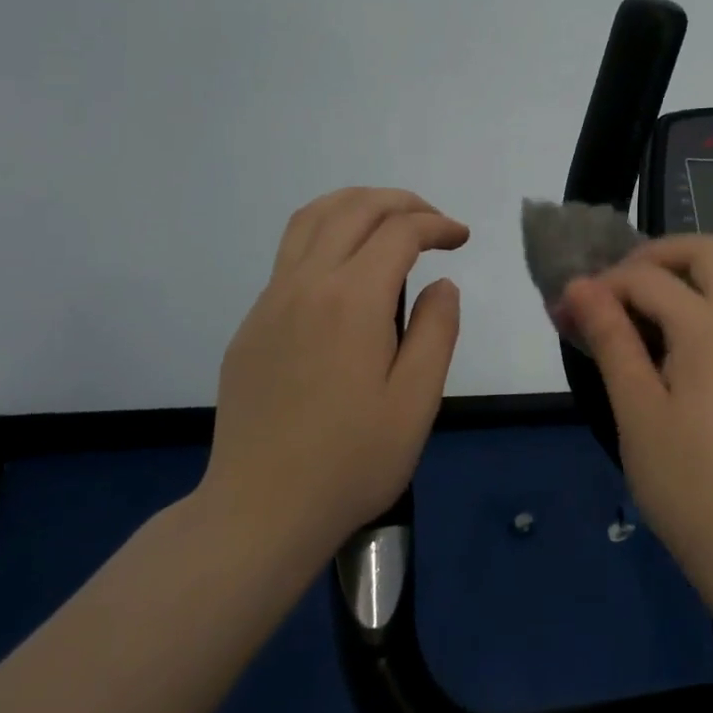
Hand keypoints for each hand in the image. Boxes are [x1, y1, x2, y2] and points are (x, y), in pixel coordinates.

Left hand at [199, 187, 468, 564]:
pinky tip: (346, 272)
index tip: (461, 239)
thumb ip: (436, 331)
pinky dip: (326, 236)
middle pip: (352, 209)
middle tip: (433, 222)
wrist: (260, 509)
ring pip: (310, 220)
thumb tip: (441, 285)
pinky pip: (289, 256)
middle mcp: (306, 284)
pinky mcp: (251, 325)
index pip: (399, 232)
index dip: (436, 225)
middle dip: (400, 202)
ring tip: (389, 222)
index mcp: (352, 299)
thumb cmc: (351, 461)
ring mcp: (270, 302)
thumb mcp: (416, 401)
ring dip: (355, 206)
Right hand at [561, 235, 712, 586]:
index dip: (602, 284)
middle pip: (706, 252)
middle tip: (612, 288)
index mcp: (711, 327)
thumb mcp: (636, 408)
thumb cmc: (686, 481)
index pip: (648, 276)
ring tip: (628, 317)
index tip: (567, 311)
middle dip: (653, 255)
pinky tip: (662, 348)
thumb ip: (611, 338)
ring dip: (675, 280)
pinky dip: (693, 306)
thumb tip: (579, 286)